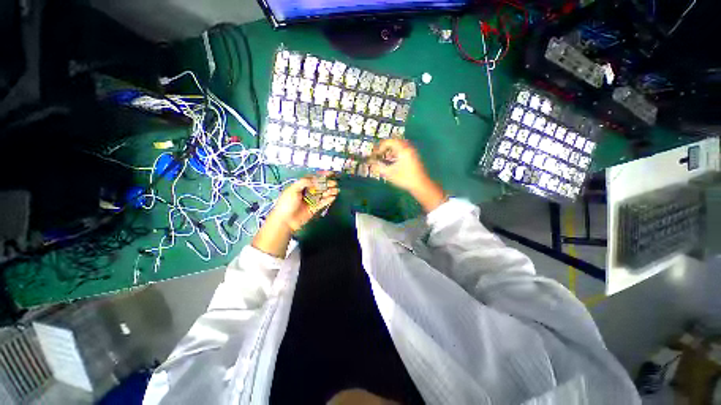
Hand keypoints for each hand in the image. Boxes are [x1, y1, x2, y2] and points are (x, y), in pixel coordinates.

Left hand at [270, 175, 338, 231]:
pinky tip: (333, 197)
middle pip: (319, 186)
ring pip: (322, 194)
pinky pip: (323, 203)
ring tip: (335, 190)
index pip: (312, 178)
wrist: (285, 220)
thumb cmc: (286, 203)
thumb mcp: (293, 189)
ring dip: (329, 191)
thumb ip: (304, 182)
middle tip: (334, 183)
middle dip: (327, 184)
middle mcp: (307, 192)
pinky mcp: (314, 208)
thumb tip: (315, 180)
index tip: (329, 173)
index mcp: (301, 186)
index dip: (321, 175)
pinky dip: (328, 200)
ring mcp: (311, 200)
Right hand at [372, 139, 428, 192]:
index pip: (389, 141)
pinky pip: (403, 151)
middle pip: (394, 142)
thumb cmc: (404, 178)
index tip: (376, 154)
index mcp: (403, 149)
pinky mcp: (413, 157)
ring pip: (399, 147)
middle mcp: (408, 148)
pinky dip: (396, 154)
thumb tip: (372, 163)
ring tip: (385, 159)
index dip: (380, 147)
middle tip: (379, 154)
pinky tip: (392, 162)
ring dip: (390, 151)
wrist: (420, 185)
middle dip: (385, 147)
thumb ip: (379, 167)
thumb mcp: (389, 173)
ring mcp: (412, 152)